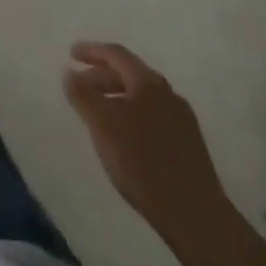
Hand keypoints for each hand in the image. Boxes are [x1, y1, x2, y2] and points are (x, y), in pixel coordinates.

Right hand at [64, 42, 238, 255]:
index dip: (91, 51)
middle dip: (102, 75)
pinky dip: (132, 114)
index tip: (71, 54)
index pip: (116, 54)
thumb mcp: (102, 126)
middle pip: (130, 73)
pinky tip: (124, 136)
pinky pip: (153, 115)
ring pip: (142, 96)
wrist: (195, 215)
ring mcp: (182, 119)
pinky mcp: (189, 144)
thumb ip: (83, 95)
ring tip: (98, 112)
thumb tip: (70, 73)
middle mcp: (168, 94)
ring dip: (116, 96)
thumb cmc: (143, 163)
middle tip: (80, 85)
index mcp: (148, 83)